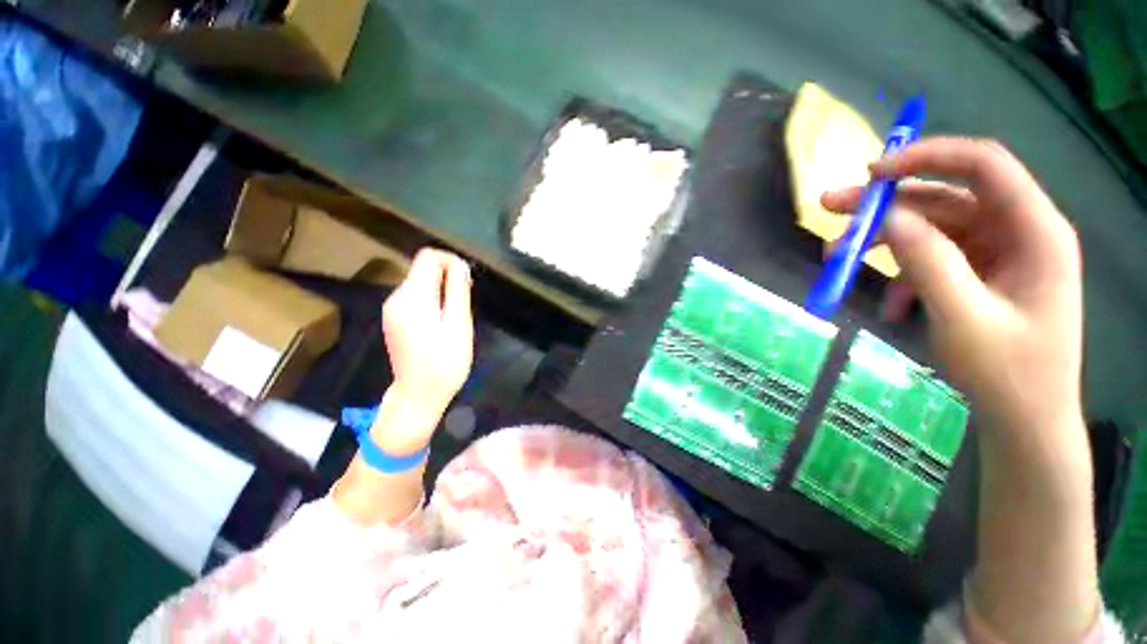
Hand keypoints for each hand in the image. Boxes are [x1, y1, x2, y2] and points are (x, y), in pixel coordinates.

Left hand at [379, 248, 473, 446]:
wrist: (418, 396)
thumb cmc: (444, 363)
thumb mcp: (458, 326)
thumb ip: (458, 292)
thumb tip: (460, 265)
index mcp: (412, 297)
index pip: (428, 257)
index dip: (451, 261)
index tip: (468, 280)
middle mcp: (396, 297)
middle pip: (423, 268)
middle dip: (448, 276)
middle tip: (467, 301)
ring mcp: (392, 309)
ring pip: (421, 282)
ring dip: (443, 289)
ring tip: (458, 314)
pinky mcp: (395, 319)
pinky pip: (416, 297)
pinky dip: (433, 299)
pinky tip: (444, 321)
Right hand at [822, 137, 1083, 441]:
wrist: (1025, 420)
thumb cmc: (1008, 374)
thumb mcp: (963, 318)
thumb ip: (928, 262)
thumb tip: (887, 218)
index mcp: (1035, 231)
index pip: (983, 166)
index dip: (927, 157)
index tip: (872, 173)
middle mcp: (1017, 232)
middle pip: (947, 196)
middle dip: (887, 202)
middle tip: (831, 207)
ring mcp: (996, 254)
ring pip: (931, 228)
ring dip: (884, 242)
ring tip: (838, 259)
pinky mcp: (977, 274)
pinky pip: (931, 259)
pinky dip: (901, 277)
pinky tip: (889, 308)